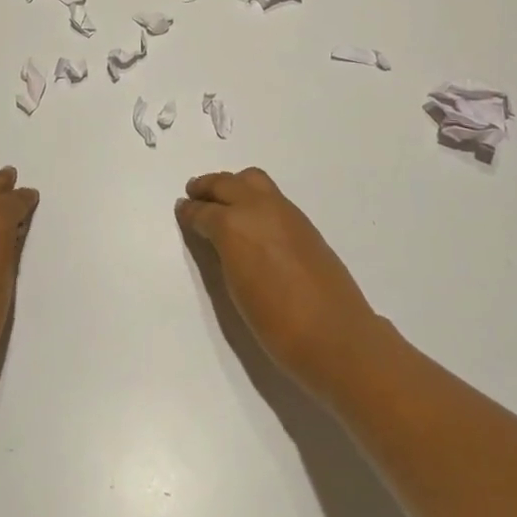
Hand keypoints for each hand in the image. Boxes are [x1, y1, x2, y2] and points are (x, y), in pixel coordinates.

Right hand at [175, 168, 386, 402]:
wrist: (336, 336)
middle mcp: (257, 208)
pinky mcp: (303, 221)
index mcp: (234, 226)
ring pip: (251, 180)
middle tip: (194, 193)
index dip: (189, 212)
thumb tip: (216, 239)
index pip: (204, 212)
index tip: (181, 210)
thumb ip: (223, 255)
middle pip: (226, 184)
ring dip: (232, 185)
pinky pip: (270, 194)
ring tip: (222, 199)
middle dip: (207, 188)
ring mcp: (284, 211)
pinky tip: (251, 215)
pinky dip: (253, 195)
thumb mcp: (236, 290)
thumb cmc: (277, 325)